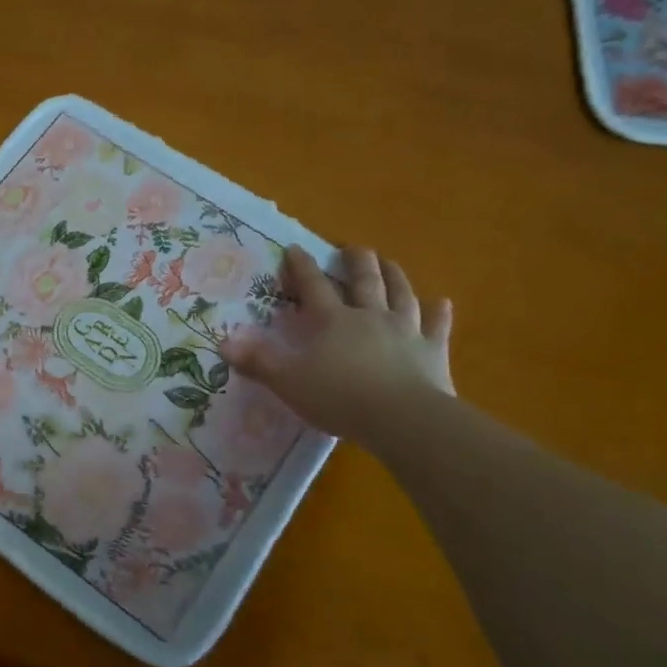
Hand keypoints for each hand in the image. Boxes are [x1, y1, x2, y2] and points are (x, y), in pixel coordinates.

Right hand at [220, 246, 453, 443]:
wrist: (402, 418)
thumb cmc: (339, 397)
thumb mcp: (288, 382)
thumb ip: (257, 362)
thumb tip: (223, 344)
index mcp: (332, 321)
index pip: (313, 286)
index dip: (302, 267)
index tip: (295, 248)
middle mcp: (369, 317)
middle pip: (364, 282)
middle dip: (356, 262)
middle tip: (353, 248)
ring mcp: (405, 331)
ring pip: (401, 295)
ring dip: (395, 277)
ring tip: (390, 263)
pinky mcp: (433, 352)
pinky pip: (437, 327)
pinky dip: (439, 313)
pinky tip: (442, 302)